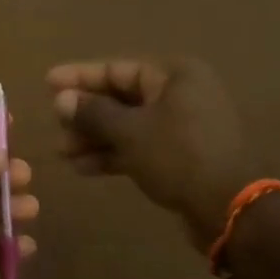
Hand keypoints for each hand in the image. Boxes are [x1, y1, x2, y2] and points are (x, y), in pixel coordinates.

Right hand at [47, 57, 254, 250]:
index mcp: (174, 75)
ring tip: (63, 153)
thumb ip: (93, 113)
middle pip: (121, 97)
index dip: (80, 76)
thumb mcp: (130, 132)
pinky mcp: (181, 155)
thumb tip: (62, 99)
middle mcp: (180, 94)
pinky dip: (114, 154)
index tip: (48, 82)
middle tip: (56, 126)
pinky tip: (84, 168)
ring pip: (129, 124)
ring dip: (95, 137)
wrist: (232, 209)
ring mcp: (183, 126)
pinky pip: (140, 146)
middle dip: (86, 114)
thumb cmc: (179, 157)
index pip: (117, 69)